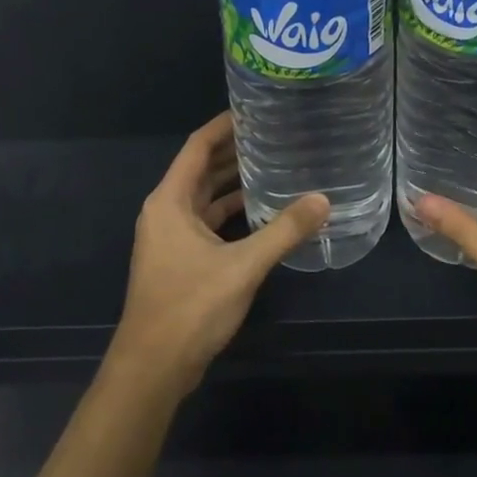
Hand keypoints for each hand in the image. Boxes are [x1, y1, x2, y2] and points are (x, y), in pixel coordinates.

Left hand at [108, 112, 328, 397]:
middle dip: (234, 151)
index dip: (224, 125)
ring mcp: (171, 237)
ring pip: (205, 197)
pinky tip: (262, 210)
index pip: (197, 147)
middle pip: (202, 169)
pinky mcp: (180, 259)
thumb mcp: (243, 266)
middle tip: (275, 134)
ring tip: (274, 164)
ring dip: (234, 182)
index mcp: (170, 201)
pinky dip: (231, 212)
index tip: (255, 108)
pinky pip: (208, 221)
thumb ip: (284, 231)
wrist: (153, 368)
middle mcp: (166, 211)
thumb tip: (323, 200)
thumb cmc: (190, 307)